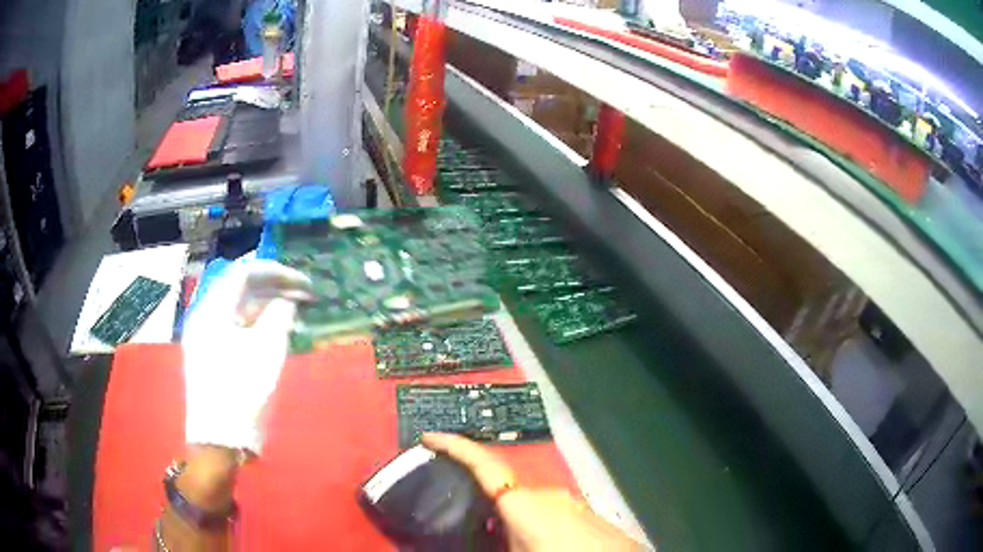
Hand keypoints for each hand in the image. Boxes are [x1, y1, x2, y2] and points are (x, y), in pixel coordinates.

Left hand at [182, 259, 313, 454]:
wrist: (219, 440)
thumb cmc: (243, 393)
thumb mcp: (267, 351)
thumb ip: (279, 316)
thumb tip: (287, 300)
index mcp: (213, 310)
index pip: (245, 273)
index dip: (277, 273)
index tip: (304, 284)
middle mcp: (204, 315)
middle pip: (239, 288)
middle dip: (272, 287)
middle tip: (303, 296)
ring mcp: (203, 335)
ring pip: (236, 308)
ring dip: (264, 305)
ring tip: (292, 313)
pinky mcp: (208, 353)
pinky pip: (232, 325)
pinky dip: (253, 323)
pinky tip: (272, 331)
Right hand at [421, 433, 641, 550]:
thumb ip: (486, 543)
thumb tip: (471, 538)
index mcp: (523, 503)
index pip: (483, 465)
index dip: (455, 447)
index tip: (429, 436)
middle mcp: (548, 495)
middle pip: (504, 491)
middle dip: (483, 502)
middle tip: (464, 519)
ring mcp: (571, 503)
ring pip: (530, 504)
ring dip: (512, 519)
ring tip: (500, 539)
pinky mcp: (587, 514)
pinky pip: (551, 513)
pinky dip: (536, 524)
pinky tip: (539, 544)